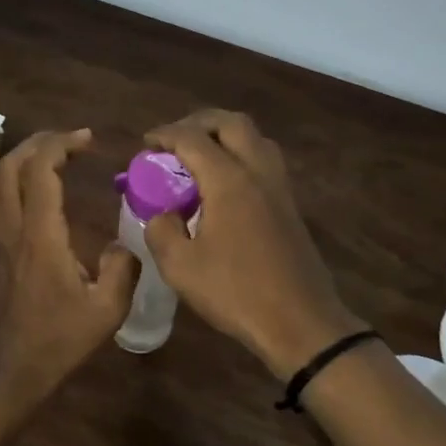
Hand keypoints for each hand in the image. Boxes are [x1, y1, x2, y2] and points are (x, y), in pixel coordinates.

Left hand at [0, 129, 137, 399]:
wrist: (13, 369)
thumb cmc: (60, 340)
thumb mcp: (108, 309)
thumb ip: (122, 269)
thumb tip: (124, 244)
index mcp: (40, 236)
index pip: (40, 170)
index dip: (61, 144)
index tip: (88, 138)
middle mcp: (12, 228)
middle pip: (10, 165)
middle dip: (39, 142)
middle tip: (71, 140)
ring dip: (21, 159)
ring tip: (52, 157)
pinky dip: (13, 180)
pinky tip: (37, 192)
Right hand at [143, 110, 366, 378]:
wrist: (300, 322)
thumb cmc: (236, 293)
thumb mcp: (180, 267)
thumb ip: (161, 231)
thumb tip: (162, 215)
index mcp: (229, 181)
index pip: (192, 138)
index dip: (164, 134)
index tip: (145, 144)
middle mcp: (258, 173)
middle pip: (232, 123)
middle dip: (199, 122)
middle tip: (175, 140)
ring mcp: (280, 188)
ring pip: (255, 139)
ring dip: (225, 136)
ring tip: (200, 157)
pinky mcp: (290, 207)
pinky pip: (264, 162)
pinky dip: (241, 157)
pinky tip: (223, 186)